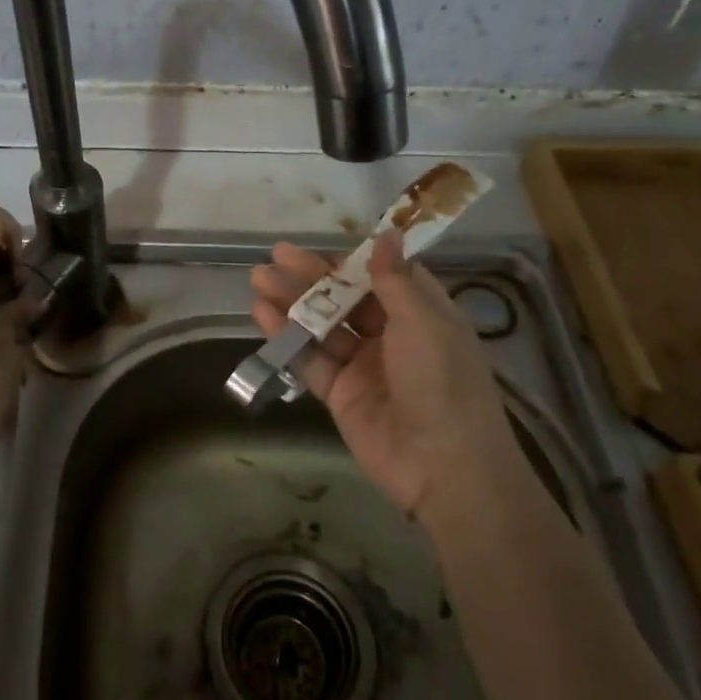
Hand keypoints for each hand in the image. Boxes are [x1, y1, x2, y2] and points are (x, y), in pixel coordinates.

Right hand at [249, 234, 509, 519]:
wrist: (442, 466)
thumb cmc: (441, 382)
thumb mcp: (423, 322)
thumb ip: (394, 279)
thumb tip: (388, 232)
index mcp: (422, 315)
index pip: (383, 276)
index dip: (351, 261)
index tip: (320, 247)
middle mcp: (393, 336)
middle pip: (346, 297)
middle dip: (311, 276)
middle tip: (274, 255)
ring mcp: (364, 365)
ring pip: (323, 325)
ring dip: (291, 302)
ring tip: (258, 279)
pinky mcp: (340, 393)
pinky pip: (310, 359)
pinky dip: (286, 337)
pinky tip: (262, 315)